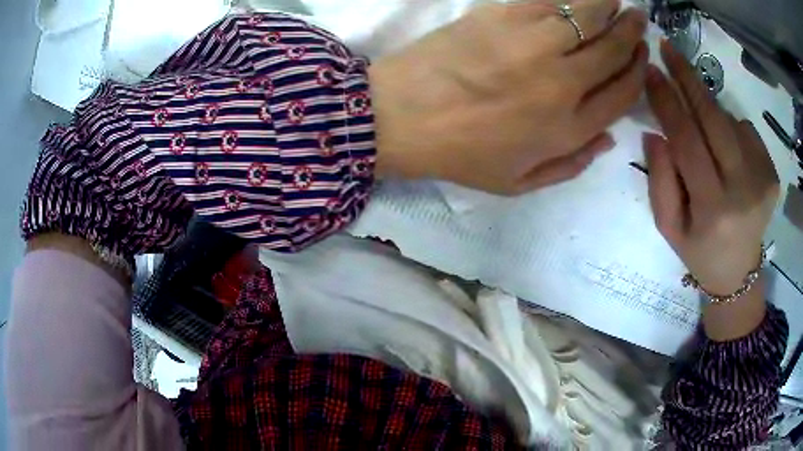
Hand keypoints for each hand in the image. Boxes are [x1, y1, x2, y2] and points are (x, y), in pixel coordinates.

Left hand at [370, 0, 647, 194]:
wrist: (399, 116)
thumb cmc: (458, 154)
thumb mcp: (518, 183)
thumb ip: (570, 164)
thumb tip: (607, 138)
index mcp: (568, 129)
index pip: (622, 94)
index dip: (638, 72)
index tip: (642, 57)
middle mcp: (562, 83)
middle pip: (613, 51)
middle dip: (633, 33)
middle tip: (639, 19)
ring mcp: (533, 44)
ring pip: (588, 17)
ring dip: (610, 7)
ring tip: (619, 1)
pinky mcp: (502, 16)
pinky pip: (549, 0)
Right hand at [645, 40, 779, 295]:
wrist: (738, 273)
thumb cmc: (699, 250)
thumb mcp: (669, 227)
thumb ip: (659, 181)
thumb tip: (655, 133)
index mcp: (713, 209)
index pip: (687, 141)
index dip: (668, 102)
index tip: (652, 70)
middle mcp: (743, 191)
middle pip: (714, 120)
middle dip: (689, 79)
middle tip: (669, 49)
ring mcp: (762, 181)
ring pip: (729, 121)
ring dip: (710, 113)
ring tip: (704, 134)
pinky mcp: (771, 175)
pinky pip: (746, 131)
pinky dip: (732, 129)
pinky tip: (729, 153)